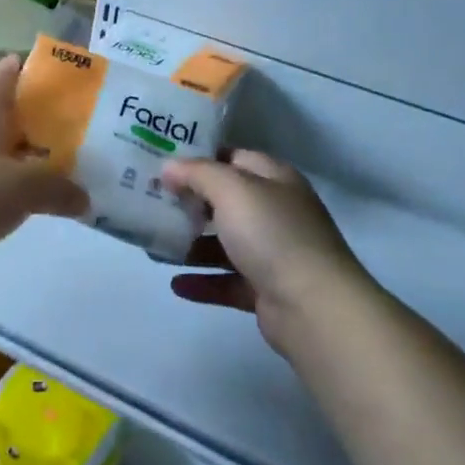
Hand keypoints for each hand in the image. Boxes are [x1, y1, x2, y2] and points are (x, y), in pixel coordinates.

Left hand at [0, 55, 87, 278]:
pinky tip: (11, 199)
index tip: (65, 82)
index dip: (36, 70)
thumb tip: (84, 198)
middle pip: (0, 106)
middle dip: (32, 116)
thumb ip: (58, 189)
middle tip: (67, 129)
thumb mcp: (23, 190)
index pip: (8, 71)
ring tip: (46, 165)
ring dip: (13, 149)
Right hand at [164, 151, 370, 357]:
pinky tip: (175, 284)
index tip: (163, 162)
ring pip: (224, 243)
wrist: (314, 307)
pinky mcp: (266, 289)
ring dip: (191, 244)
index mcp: (274, 179)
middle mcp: (275, 211)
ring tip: (154, 245)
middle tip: (150, 201)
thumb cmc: (272, 234)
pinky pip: (226, 281)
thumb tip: (168, 167)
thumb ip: (197, 173)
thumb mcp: (232, 189)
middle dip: (190, 202)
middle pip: (226, 201)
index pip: (233, 158)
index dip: (199, 157)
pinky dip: (202, 281)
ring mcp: (273, 252)